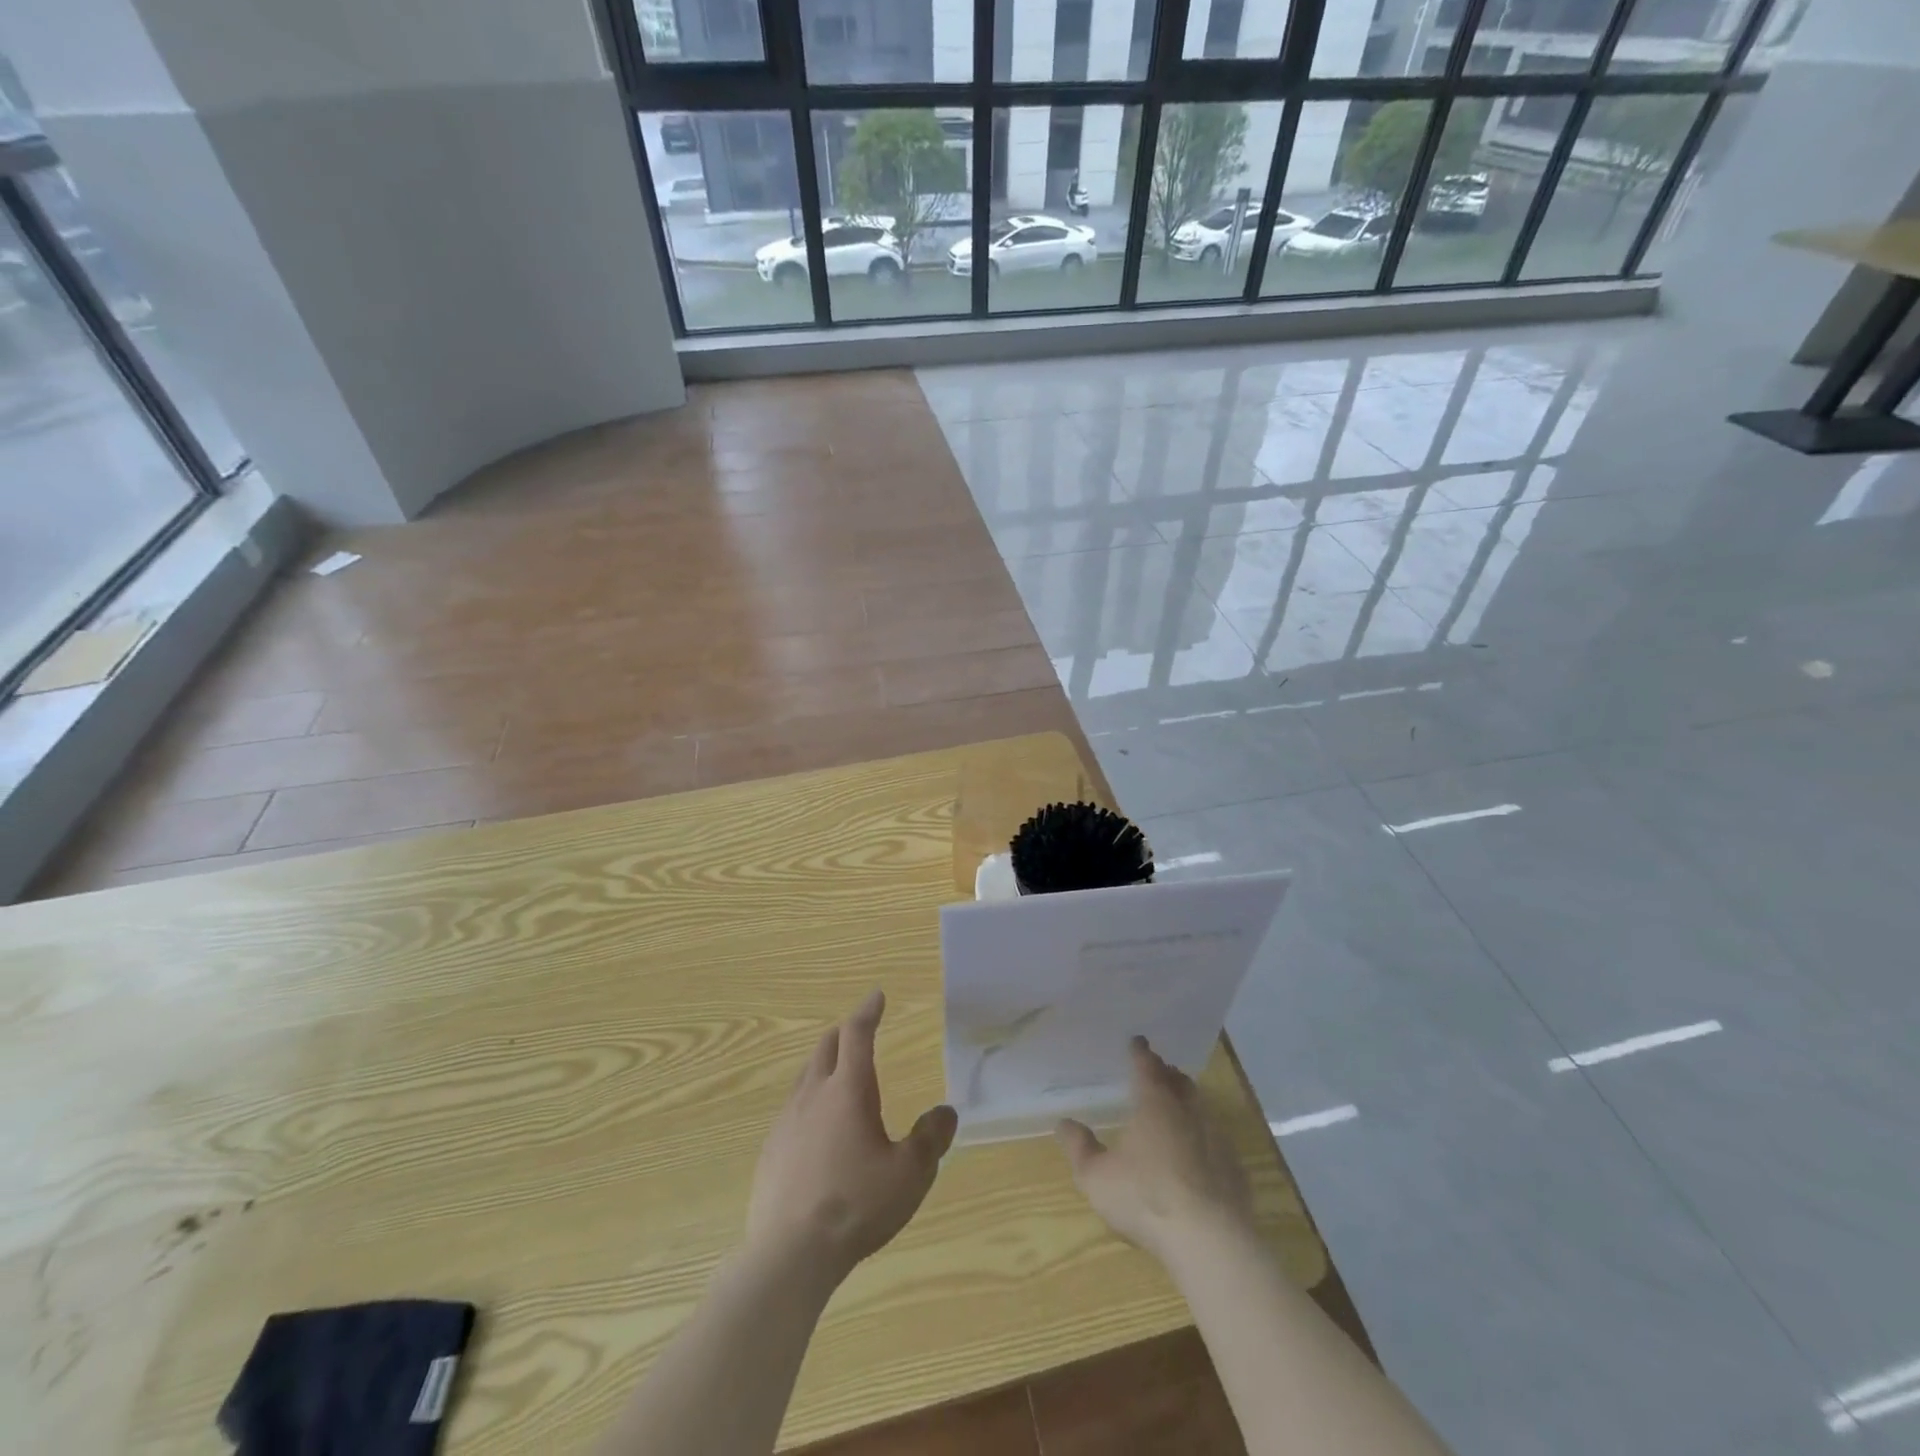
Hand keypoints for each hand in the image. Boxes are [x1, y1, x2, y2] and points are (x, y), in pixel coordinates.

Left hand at [746, 990, 957, 1281]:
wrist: (789, 1254)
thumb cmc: (857, 1206)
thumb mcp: (910, 1175)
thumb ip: (930, 1139)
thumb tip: (945, 1112)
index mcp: (848, 1090)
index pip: (857, 1034)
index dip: (868, 1012)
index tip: (877, 996)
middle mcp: (813, 1095)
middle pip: (826, 1047)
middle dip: (844, 1033)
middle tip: (859, 1031)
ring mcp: (786, 1122)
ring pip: (805, 1076)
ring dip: (824, 1064)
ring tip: (838, 1074)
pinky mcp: (770, 1150)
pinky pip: (792, 1109)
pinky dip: (809, 1100)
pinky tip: (815, 1127)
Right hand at [1055, 1037, 1256, 1266]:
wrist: (1210, 1242)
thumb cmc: (1146, 1199)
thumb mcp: (1097, 1177)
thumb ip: (1079, 1148)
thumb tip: (1064, 1123)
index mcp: (1155, 1104)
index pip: (1146, 1066)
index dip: (1140, 1053)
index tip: (1137, 1041)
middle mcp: (1188, 1111)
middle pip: (1179, 1082)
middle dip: (1168, 1074)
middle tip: (1158, 1072)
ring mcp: (1217, 1139)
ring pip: (1201, 1108)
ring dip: (1188, 1101)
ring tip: (1177, 1106)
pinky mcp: (1235, 1169)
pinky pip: (1217, 1139)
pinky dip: (1205, 1136)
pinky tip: (1199, 1152)